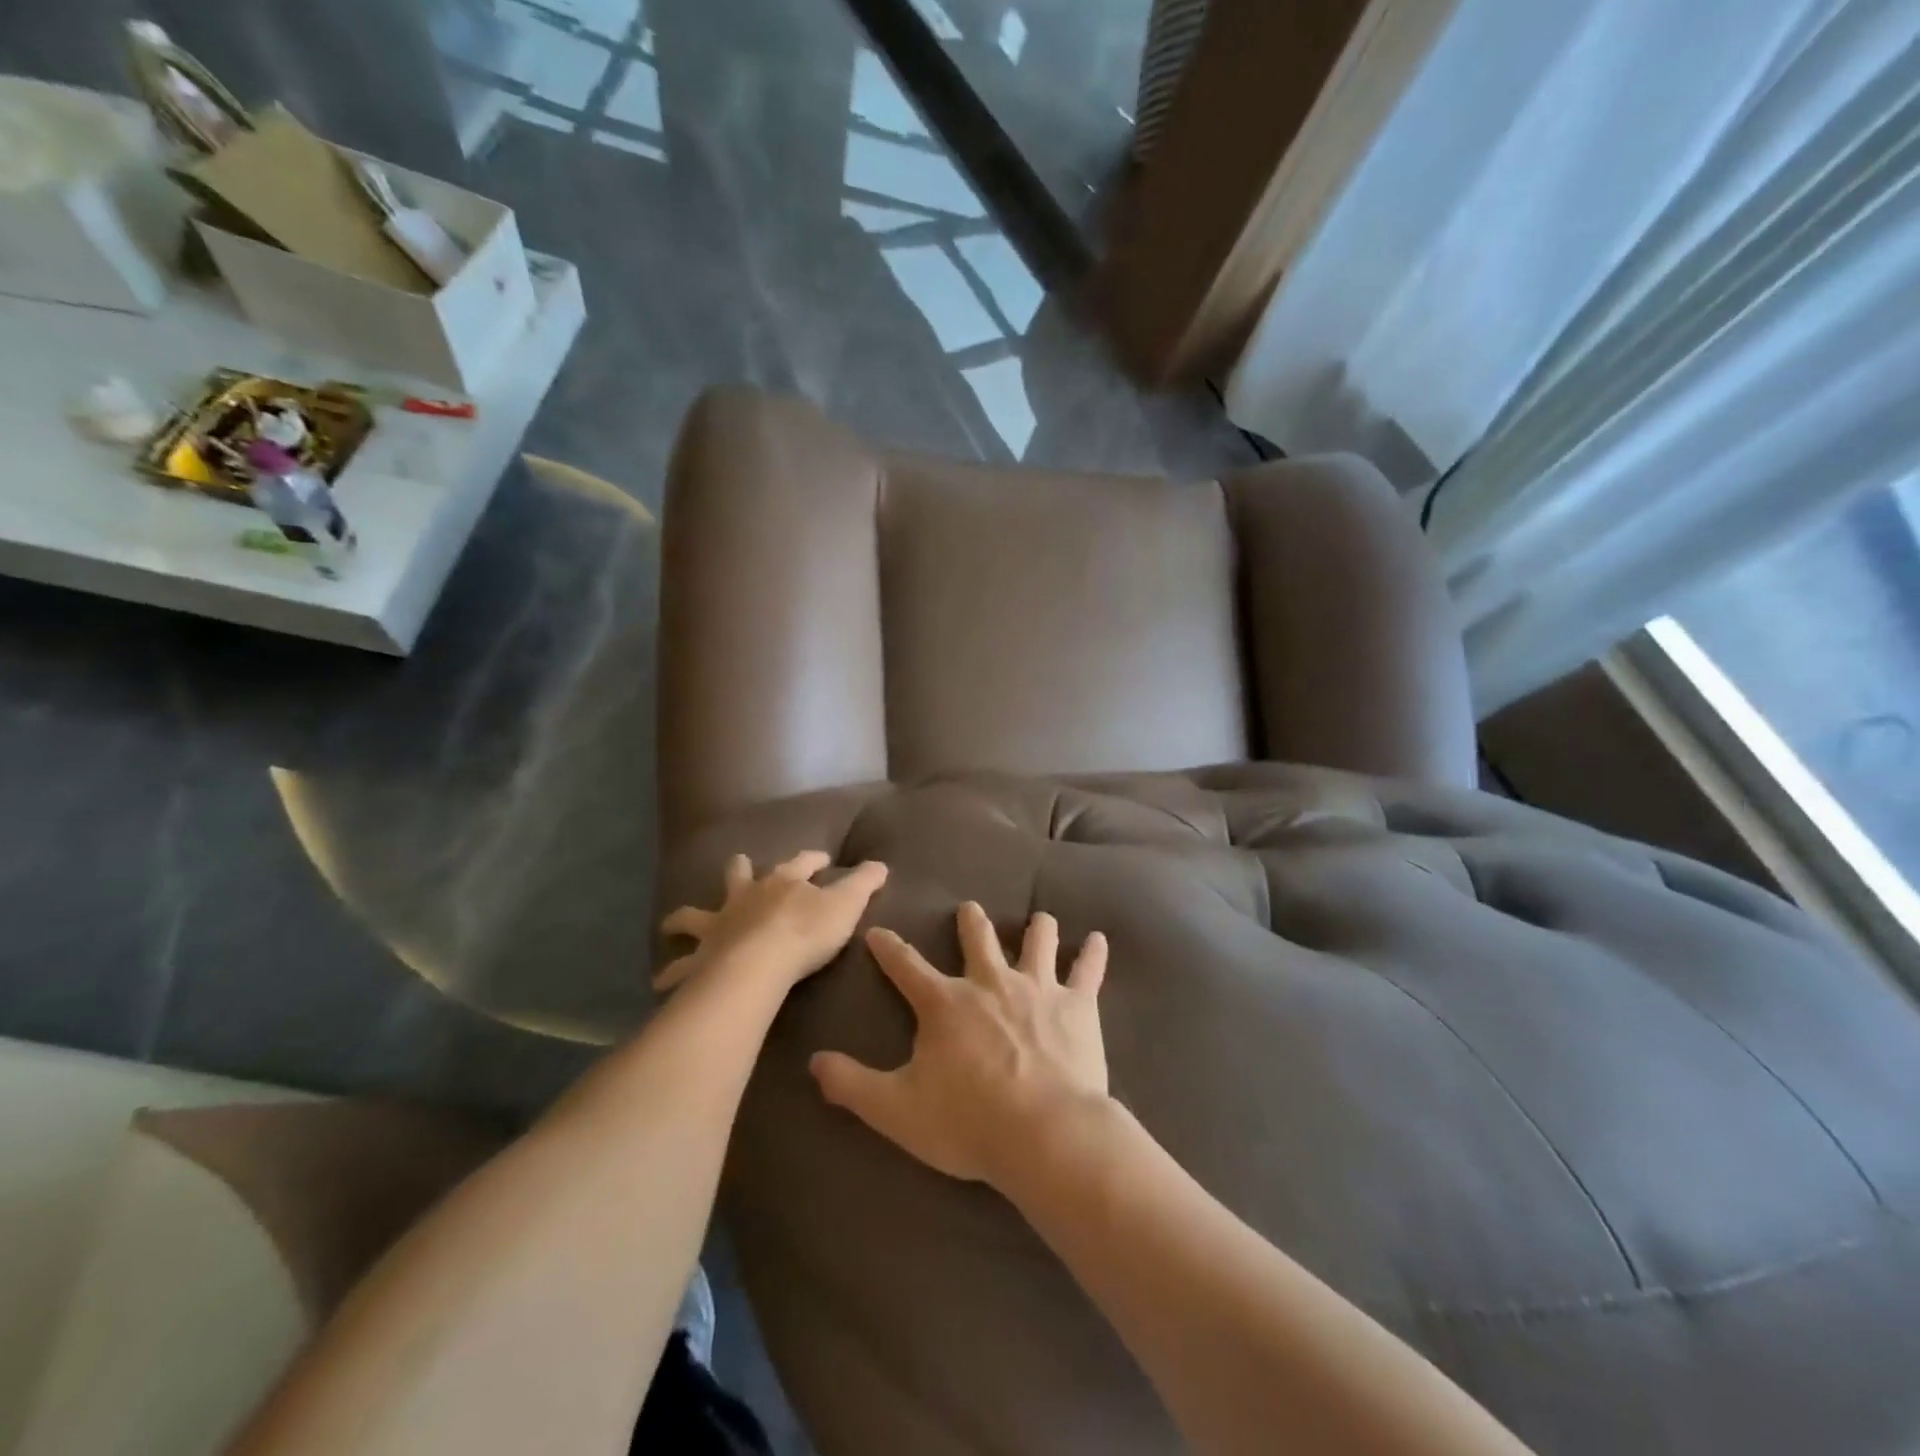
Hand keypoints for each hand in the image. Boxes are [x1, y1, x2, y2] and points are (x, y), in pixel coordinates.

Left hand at [656, 851, 887, 993]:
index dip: (812, 859)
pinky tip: (661, 981)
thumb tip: (881, 864)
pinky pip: (680, 967)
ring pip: (693, 915)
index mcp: (783, 882)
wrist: (760, 965)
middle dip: (739, 870)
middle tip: (739, 866)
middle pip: (738, 875)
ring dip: (684, 919)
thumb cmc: (807, 932)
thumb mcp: (848, 905)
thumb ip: (864, 883)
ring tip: (672, 925)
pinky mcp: (701, 958)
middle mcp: (746, 897)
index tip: (821, 858)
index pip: (801, 862)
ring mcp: (718, 926)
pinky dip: (671, 972)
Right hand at [810, 901, 1109, 1186]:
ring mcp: (1037, 987)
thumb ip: (852, 1085)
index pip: (906, 966)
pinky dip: (1093, 954)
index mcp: (946, 1003)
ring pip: (1036, 942)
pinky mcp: (1077, 1004)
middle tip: (969, 908)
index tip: (878, 932)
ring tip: (1039, 919)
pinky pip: (1088, 970)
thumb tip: (813, 1063)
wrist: (1045, 1133)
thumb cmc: (968, 1122)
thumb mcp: (896, 1109)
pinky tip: (1099, 940)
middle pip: (978, 939)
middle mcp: (990, 982)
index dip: (888, 948)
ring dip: (1036, 928)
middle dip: (971, 921)